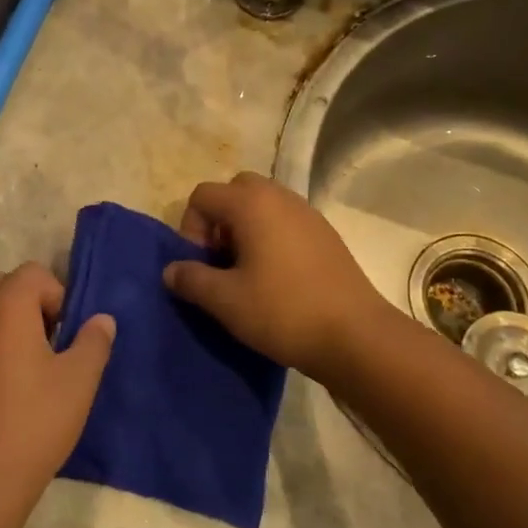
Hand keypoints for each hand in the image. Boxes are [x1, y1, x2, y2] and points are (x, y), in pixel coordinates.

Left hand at [0, 263, 115, 527]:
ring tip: (30, 369)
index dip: (58, 295)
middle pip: (4, 286)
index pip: (34, 272)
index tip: (68, 335)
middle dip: (32, 305)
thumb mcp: (80, 380)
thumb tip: (101, 318)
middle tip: (52, 345)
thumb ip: (94, 341)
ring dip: (9, 326)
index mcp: (6, 306)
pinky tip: (4, 391)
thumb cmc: (34, 421)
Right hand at [163, 171, 390, 381]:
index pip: (202, 195)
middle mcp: (280, 197)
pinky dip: (271, 238)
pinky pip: (286, 221)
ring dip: (245, 230)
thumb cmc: (283, 312)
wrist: (356, 336)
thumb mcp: (225, 300)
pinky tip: (276, 279)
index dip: (191, 228)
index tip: (201, 265)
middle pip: (235, 191)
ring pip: (263, 206)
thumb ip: (191, 279)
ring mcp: (308, 213)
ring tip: (246, 273)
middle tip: (222, 261)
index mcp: (252, 204)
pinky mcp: (326, 234)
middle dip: (219, 221)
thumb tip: (171, 270)